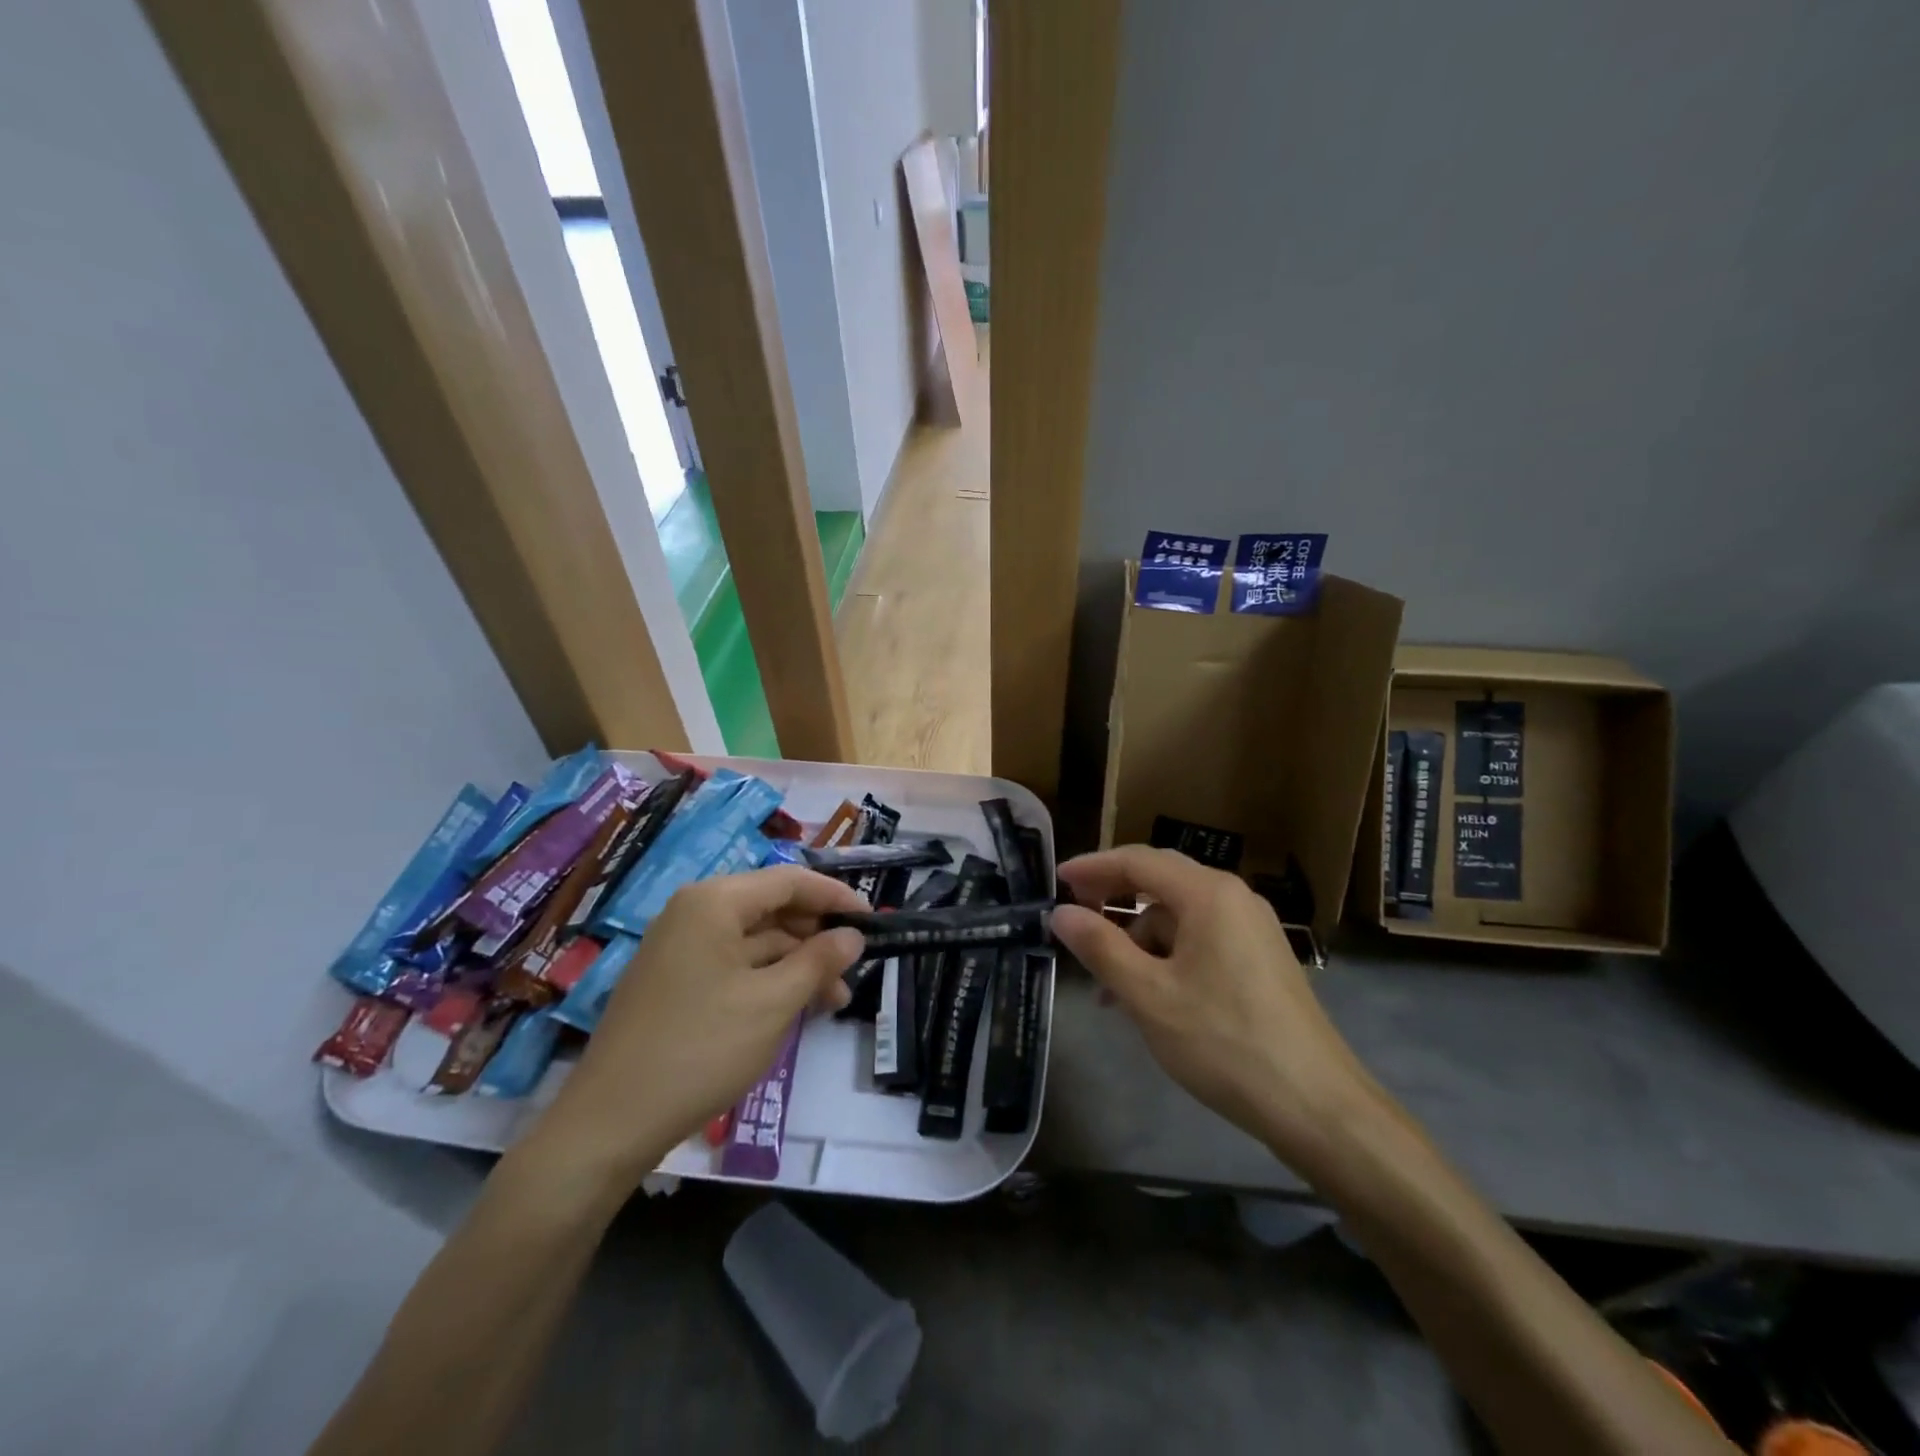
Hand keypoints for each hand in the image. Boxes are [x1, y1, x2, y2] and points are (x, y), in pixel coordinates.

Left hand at [529, 866, 866, 1190]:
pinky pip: (733, 965)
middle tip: (854, 968)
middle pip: (771, 908)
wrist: (609, 1123)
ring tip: (834, 1001)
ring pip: (755, 941)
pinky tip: (795, 1008)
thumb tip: (853, 936)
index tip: (872, 920)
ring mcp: (680, 948)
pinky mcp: (674, 981)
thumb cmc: (701, 1048)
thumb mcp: (773, 1003)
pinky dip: (768, 980)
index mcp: (714, 901)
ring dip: (797, 964)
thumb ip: (819, 961)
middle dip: (817, 937)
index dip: (835, 897)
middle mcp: (693, 913)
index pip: (789, 881)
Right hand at [1050, 846, 1382, 1171]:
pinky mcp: (1260, 958)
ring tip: (1109, 986)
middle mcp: (1234, 898)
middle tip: (1074, 917)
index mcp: (1208, 894)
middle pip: (1160, 881)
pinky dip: (1167, 956)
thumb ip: (1100, 948)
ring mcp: (1252, 928)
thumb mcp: (1149, 996)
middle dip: (1114, 898)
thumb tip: (1061, 913)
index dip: (1093, 867)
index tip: (1056, 881)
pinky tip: (1149, 996)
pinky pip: (1201, 938)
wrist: (1317, 1106)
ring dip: (1139, 939)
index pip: (1138, 861)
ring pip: (1179, 915)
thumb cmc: (1225, 1043)